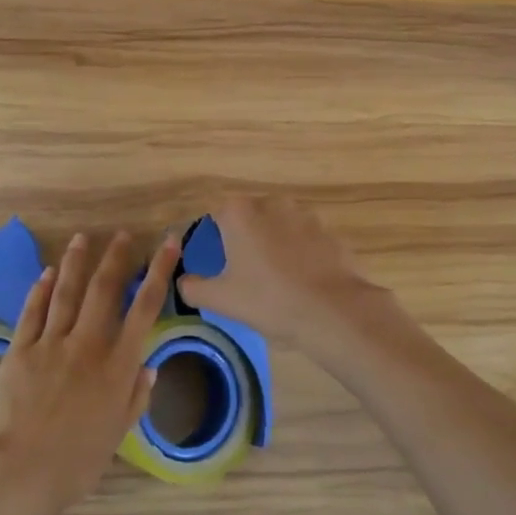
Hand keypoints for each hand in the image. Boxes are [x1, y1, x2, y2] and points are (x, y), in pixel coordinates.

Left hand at [0, 231, 179, 514]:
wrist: (19, 470)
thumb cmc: (75, 462)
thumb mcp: (116, 434)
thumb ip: (134, 398)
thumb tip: (148, 367)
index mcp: (117, 366)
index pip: (144, 308)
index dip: (159, 272)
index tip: (168, 244)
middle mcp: (87, 345)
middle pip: (104, 289)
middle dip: (116, 257)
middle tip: (123, 234)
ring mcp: (51, 343)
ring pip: (66, 292)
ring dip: (76, 262)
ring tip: (83, 238)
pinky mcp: (20, 348)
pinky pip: (33, 311)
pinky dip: (41, 289)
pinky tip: (47, 272)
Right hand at [177, 196, 383, 346]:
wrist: (331, 311)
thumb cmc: (268, 299)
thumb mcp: (220, 299)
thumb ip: (193, 287)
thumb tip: (183, 281)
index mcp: (240, 212)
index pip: (217, 215)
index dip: (216, 238)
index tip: (220, 263)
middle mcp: (272, 203)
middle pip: (250, 217)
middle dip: (247, 238)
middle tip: (246, 272)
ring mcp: (305, 215)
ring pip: (280, 226)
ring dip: (276, 244)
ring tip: (277, 278)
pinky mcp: (330, 231)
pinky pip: (306, 239)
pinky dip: (301, 253)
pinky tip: (302, 280)